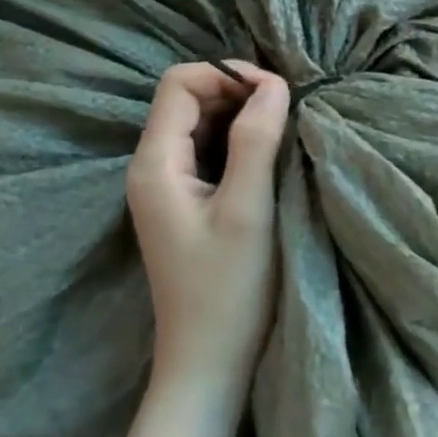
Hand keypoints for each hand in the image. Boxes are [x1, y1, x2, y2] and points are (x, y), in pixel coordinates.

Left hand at [127, 62, 290, 396]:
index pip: (179, 84)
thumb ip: (256, 140)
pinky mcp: (185, 203)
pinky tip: (268, 155)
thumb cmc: (229, 289)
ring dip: (240, 117)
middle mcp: (151, 168)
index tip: (276, 92)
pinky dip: (238, 141)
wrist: (208, 362)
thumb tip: (274, 84)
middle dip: (236, 92)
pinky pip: (207, 151)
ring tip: (283, 129)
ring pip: (200, 124)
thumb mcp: (248, 209)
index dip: (227, 75)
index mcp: (155, 164)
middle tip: (286, 110)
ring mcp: (166, 187)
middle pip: (187, 99)